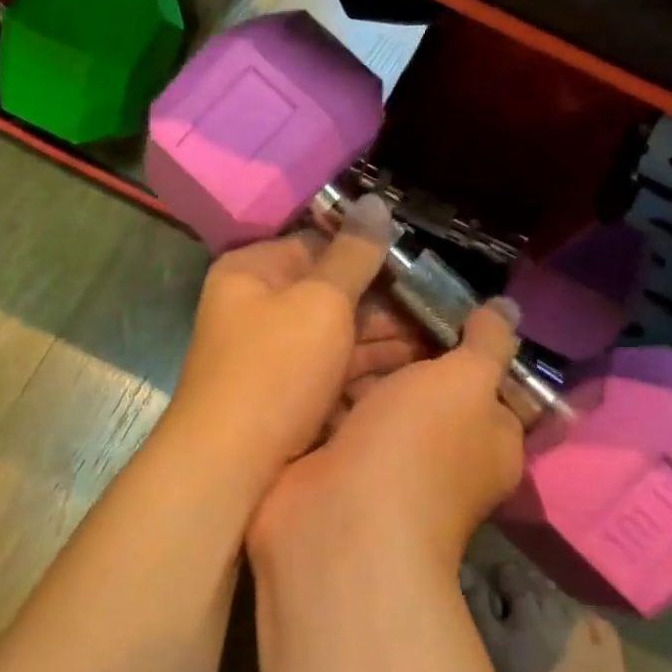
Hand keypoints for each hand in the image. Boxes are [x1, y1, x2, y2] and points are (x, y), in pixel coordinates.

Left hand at [167, 196, 417, 474]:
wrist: (229, 470)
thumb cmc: (274, 370)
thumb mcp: (320, 303)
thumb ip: (353, 255)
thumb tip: (375, 201)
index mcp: (253, 272)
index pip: (317, 244)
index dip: (367, 252)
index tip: (419, 265)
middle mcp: (258, 307)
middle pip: (330, 291)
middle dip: (384, 302)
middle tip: (441, 311)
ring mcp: (272, 353)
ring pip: (337, 334)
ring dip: (384, 338)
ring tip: (442, 343)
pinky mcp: (287, 394)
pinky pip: (333, 369)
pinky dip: (368, 370)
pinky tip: (413, 375)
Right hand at [249, 299, 526, 577]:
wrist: (340, 523)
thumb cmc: (419, 445)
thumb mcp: (466, 381)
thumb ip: (488, 343)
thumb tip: (508, 307)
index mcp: (486, 436)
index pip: (479, 374)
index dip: (456, 333)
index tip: (424, 295)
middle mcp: (439, 449)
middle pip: (419, 377)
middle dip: (395, 339)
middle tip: (367, 293)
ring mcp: (381, 458)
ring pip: (371, 391)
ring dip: (353, 358)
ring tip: (332, 307)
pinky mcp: (332, 462)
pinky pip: (332, 410)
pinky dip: (322, 385)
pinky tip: (307, 344)